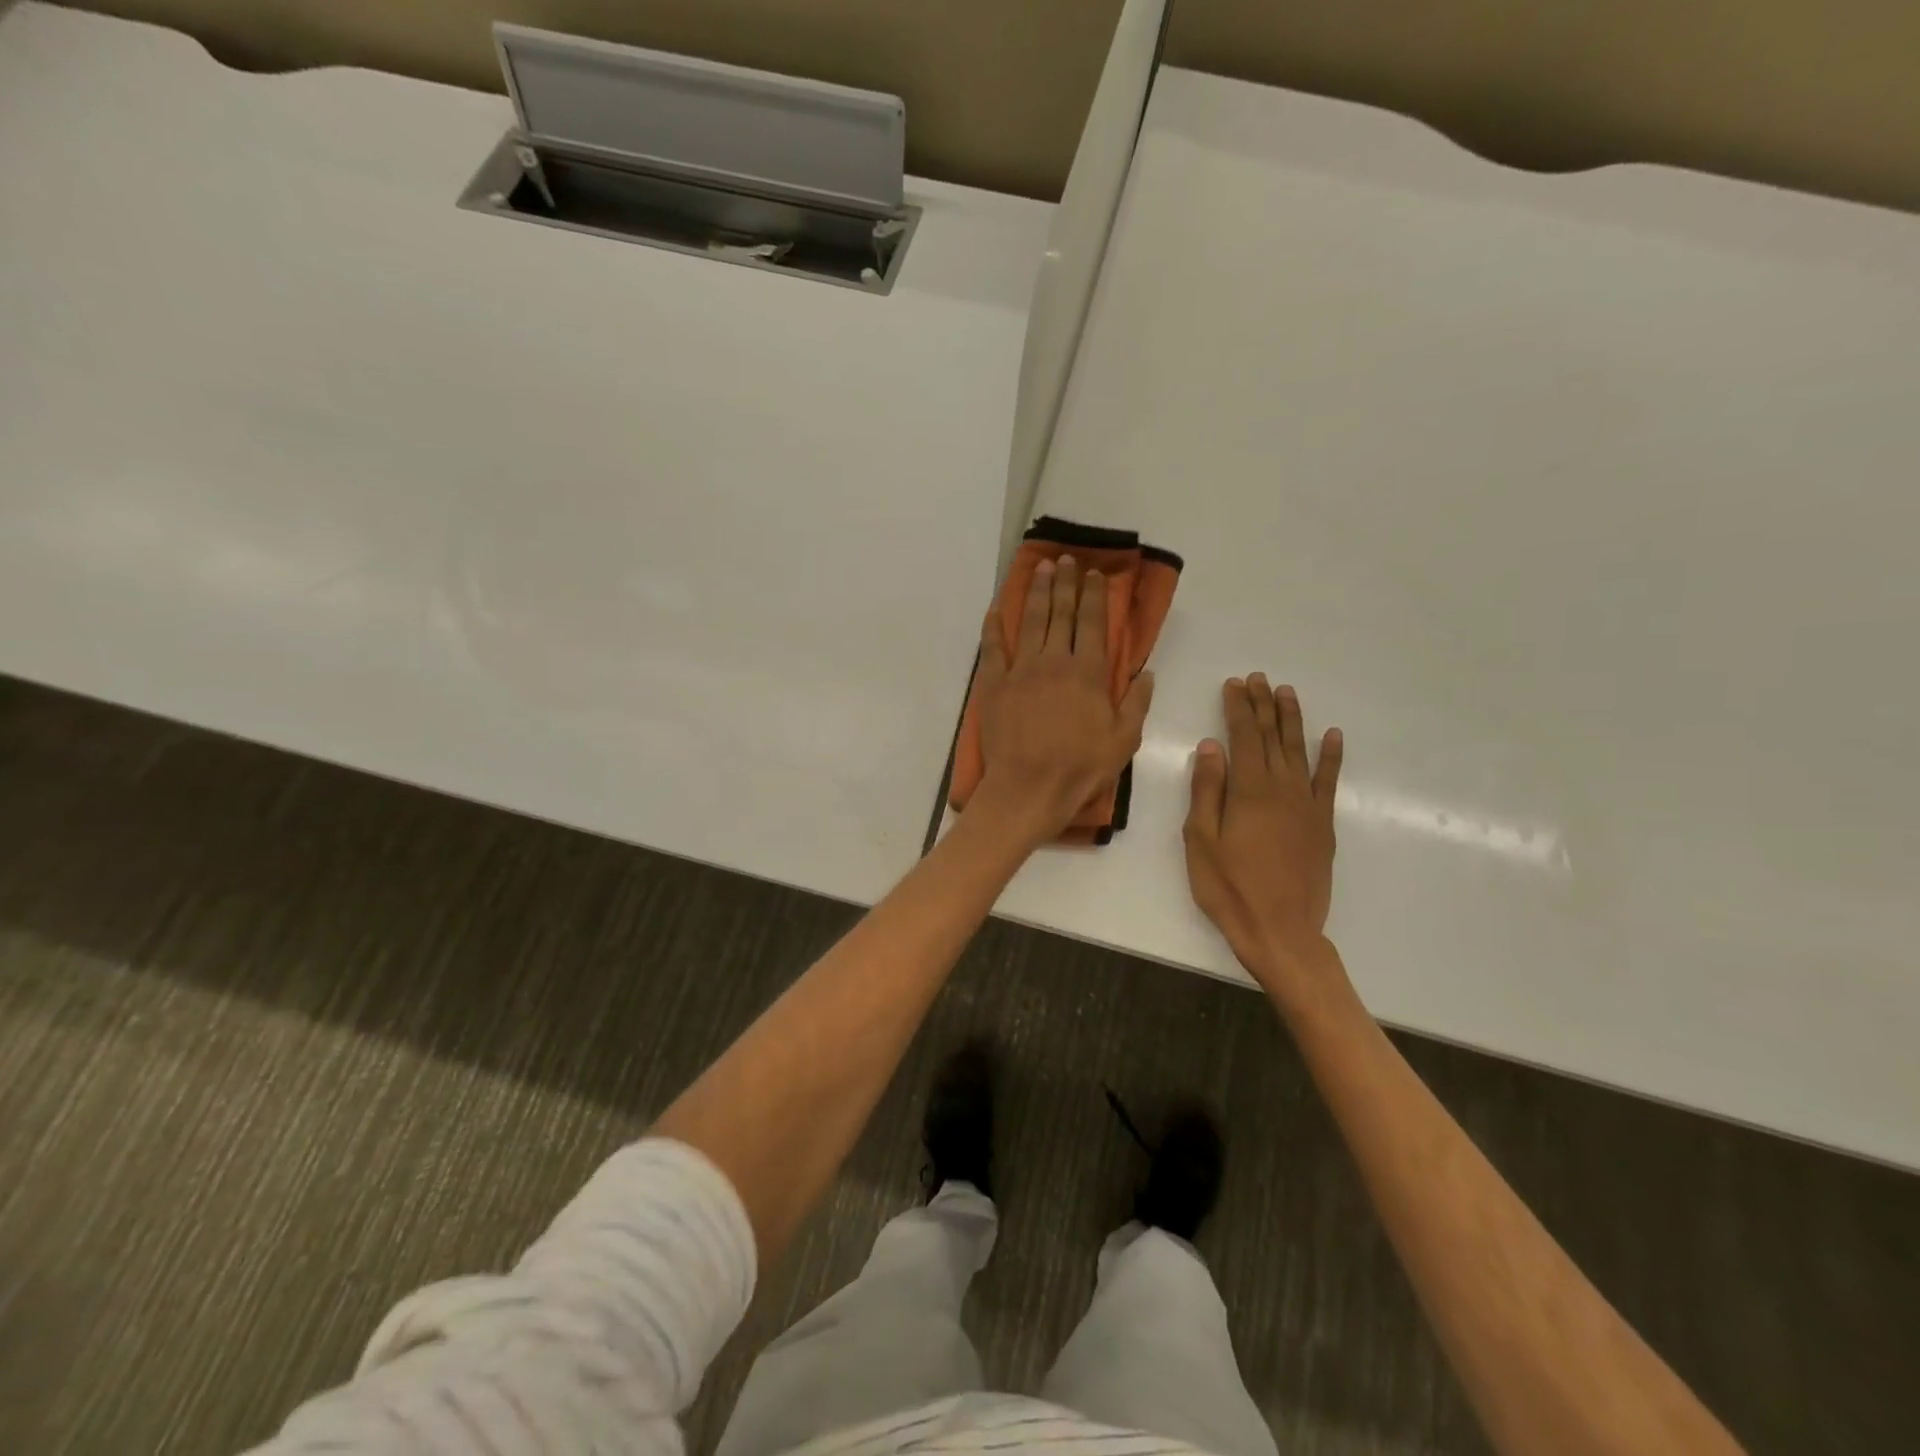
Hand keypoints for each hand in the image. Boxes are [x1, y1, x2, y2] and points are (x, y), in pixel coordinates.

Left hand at [971, 555, 1152, 842]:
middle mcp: (1055, 661)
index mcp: (1089, 673)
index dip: (1094, 596)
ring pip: (1031, 621)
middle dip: (1065, 583)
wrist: (1029, 788)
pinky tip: (997, 607)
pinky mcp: (994, 683)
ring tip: (1040, 569)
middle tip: (1065, 560)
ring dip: (1036, 592)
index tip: (1094, 575)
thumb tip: (1146, 672)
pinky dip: (994, 625)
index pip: (1093, 623)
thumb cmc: (1080, 768)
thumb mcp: (1124, 740)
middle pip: (1061, 613)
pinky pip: (992, 647)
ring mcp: (1021, 670)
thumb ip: (1137, 703)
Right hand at [1183, 675, 1343, 987]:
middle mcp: (1282, 789)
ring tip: (1287, 692)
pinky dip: (1331, 757)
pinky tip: (1332, 735)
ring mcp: (1307, 805)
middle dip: (1264, 705)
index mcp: (1248, 791)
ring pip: (1299, 751)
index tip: (1234, 684)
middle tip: (1259, 678)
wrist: (1281, 931)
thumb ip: (1206, 790)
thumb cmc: (1229, 888)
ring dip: (1292, 719)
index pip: (1243, 737)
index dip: (1238, 708)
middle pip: (1272, 737)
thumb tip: (1211, 747)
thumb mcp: (1201, 840)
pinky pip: (1329, 781)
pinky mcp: (1322, 824)